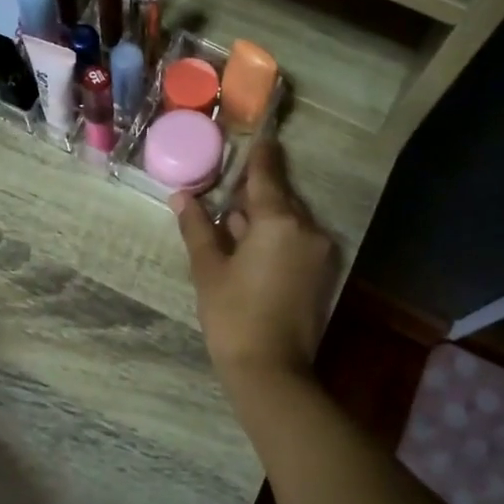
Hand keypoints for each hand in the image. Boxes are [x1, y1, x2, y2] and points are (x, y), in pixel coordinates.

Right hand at [173, 141, 336, 386]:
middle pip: (279, 197)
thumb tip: (181, 197)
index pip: (267, 175)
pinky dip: (276, 236)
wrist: (272, 371)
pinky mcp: (323, 272)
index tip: (258, 133)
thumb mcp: (208, 270)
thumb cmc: (233, 316)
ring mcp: (319, 251)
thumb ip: (198, 228)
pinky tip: (250, 247)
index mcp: (279, 222)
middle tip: (225, 190)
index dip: (260, 153)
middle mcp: (307, 229)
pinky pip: (297, 239)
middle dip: (252, 192)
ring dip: (262, 216)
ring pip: (288, 219)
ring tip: (232, 223)